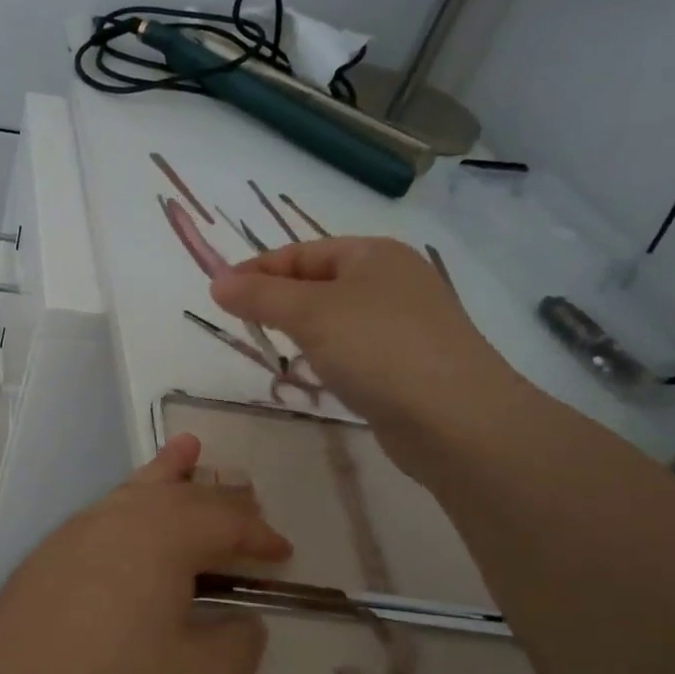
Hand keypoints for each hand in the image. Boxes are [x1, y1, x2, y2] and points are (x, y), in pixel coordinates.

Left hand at [0, 433, 288, 673]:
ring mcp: (77, 532)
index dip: (260, 535)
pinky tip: (129, 509)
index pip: (225, 521)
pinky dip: (130, 497)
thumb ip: (237, 645)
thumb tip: (242, 620)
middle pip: (182, 495)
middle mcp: (121, 518)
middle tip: (248, 503)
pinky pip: (106, 511)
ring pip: (136, 490)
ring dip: (169, 473)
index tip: (285, 554)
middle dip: (221, 500)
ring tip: (188, 449)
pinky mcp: (49, 556)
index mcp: (165, 535)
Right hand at [211, 236, 530, 458]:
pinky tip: (319, 375)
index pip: (300, 253)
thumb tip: (217, 282)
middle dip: (278, 301)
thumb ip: (260, 296)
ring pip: (336, 318)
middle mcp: (393, 280)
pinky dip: (330, 356)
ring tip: (276, 350)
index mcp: (373, 254)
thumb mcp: (310, 314)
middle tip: (244, 325)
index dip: (256, 271)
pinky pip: (356, 349)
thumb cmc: (378, 349)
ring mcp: (406, 323)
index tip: (218, 296)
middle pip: (318, 283)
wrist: (457, 420)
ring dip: (303, 331)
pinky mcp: (411, 363)